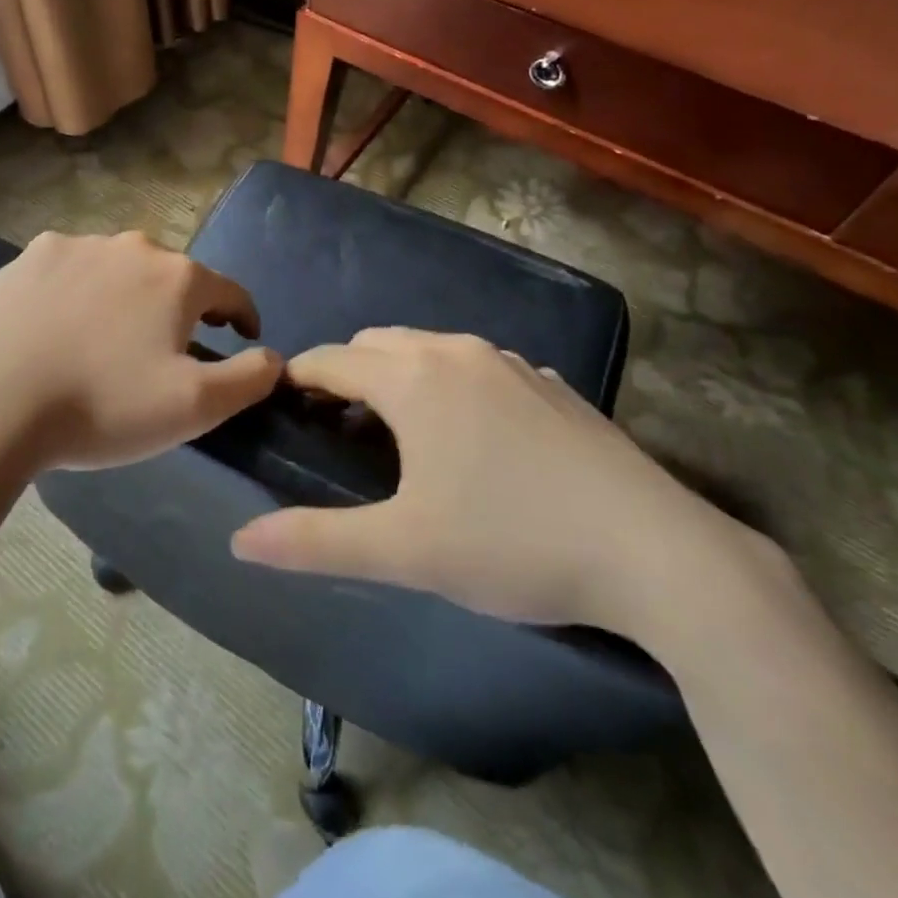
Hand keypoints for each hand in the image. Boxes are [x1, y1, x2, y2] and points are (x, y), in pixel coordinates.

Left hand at [0, 230, 282, 471]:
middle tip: (164, 351)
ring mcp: (73, 245)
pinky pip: (67, 272)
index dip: (243, 316)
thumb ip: (249, 378)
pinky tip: (58, 327)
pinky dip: (74, 294)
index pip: (230, 291)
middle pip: (170, 277)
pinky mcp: (26, 258)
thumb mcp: (194, 407)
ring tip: (106, 341)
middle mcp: (130, 246)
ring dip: (124, 297)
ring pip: (116, 270)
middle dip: (178, 309)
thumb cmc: (104, 405)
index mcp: (176, 277)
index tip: (244, 338)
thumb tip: (274, 357)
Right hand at [230, 327, 758, 638]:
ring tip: (397, 429)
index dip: (298, 377)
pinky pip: (478, 366)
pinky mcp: (550, 384)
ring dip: (398, 374)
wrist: (657, 553)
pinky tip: (471, 435)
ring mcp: (510, 362)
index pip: (331, 360)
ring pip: (429, 348)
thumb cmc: (512, 543)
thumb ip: (315, 542)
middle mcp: (457, 352)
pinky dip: (450, 383)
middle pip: (377, 343)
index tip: (280, 402)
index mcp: (413, 378)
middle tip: (334, 426)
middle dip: (346, 372)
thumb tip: (240, 541)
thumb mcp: (405, 551)